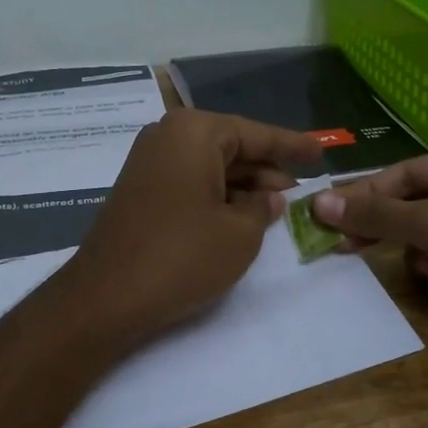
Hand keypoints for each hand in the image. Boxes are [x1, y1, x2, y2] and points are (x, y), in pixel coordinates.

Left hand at [54, 110, 322, 348]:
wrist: (106, 296)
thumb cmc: (182, 256)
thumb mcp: (240, 233)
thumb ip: (263, 207)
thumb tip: (269, 196)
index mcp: (195, 132)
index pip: (256, 134)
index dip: (292, 146)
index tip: (320, 151)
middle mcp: (167, 136)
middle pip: (231, 147)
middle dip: (266, 170)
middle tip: (301, 191)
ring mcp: (148, 162)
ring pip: (210, 166)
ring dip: (242, 186)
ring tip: (277, 208)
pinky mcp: (139, 190)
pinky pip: (189, 182)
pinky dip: (216, 196)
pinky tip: (239, 216)